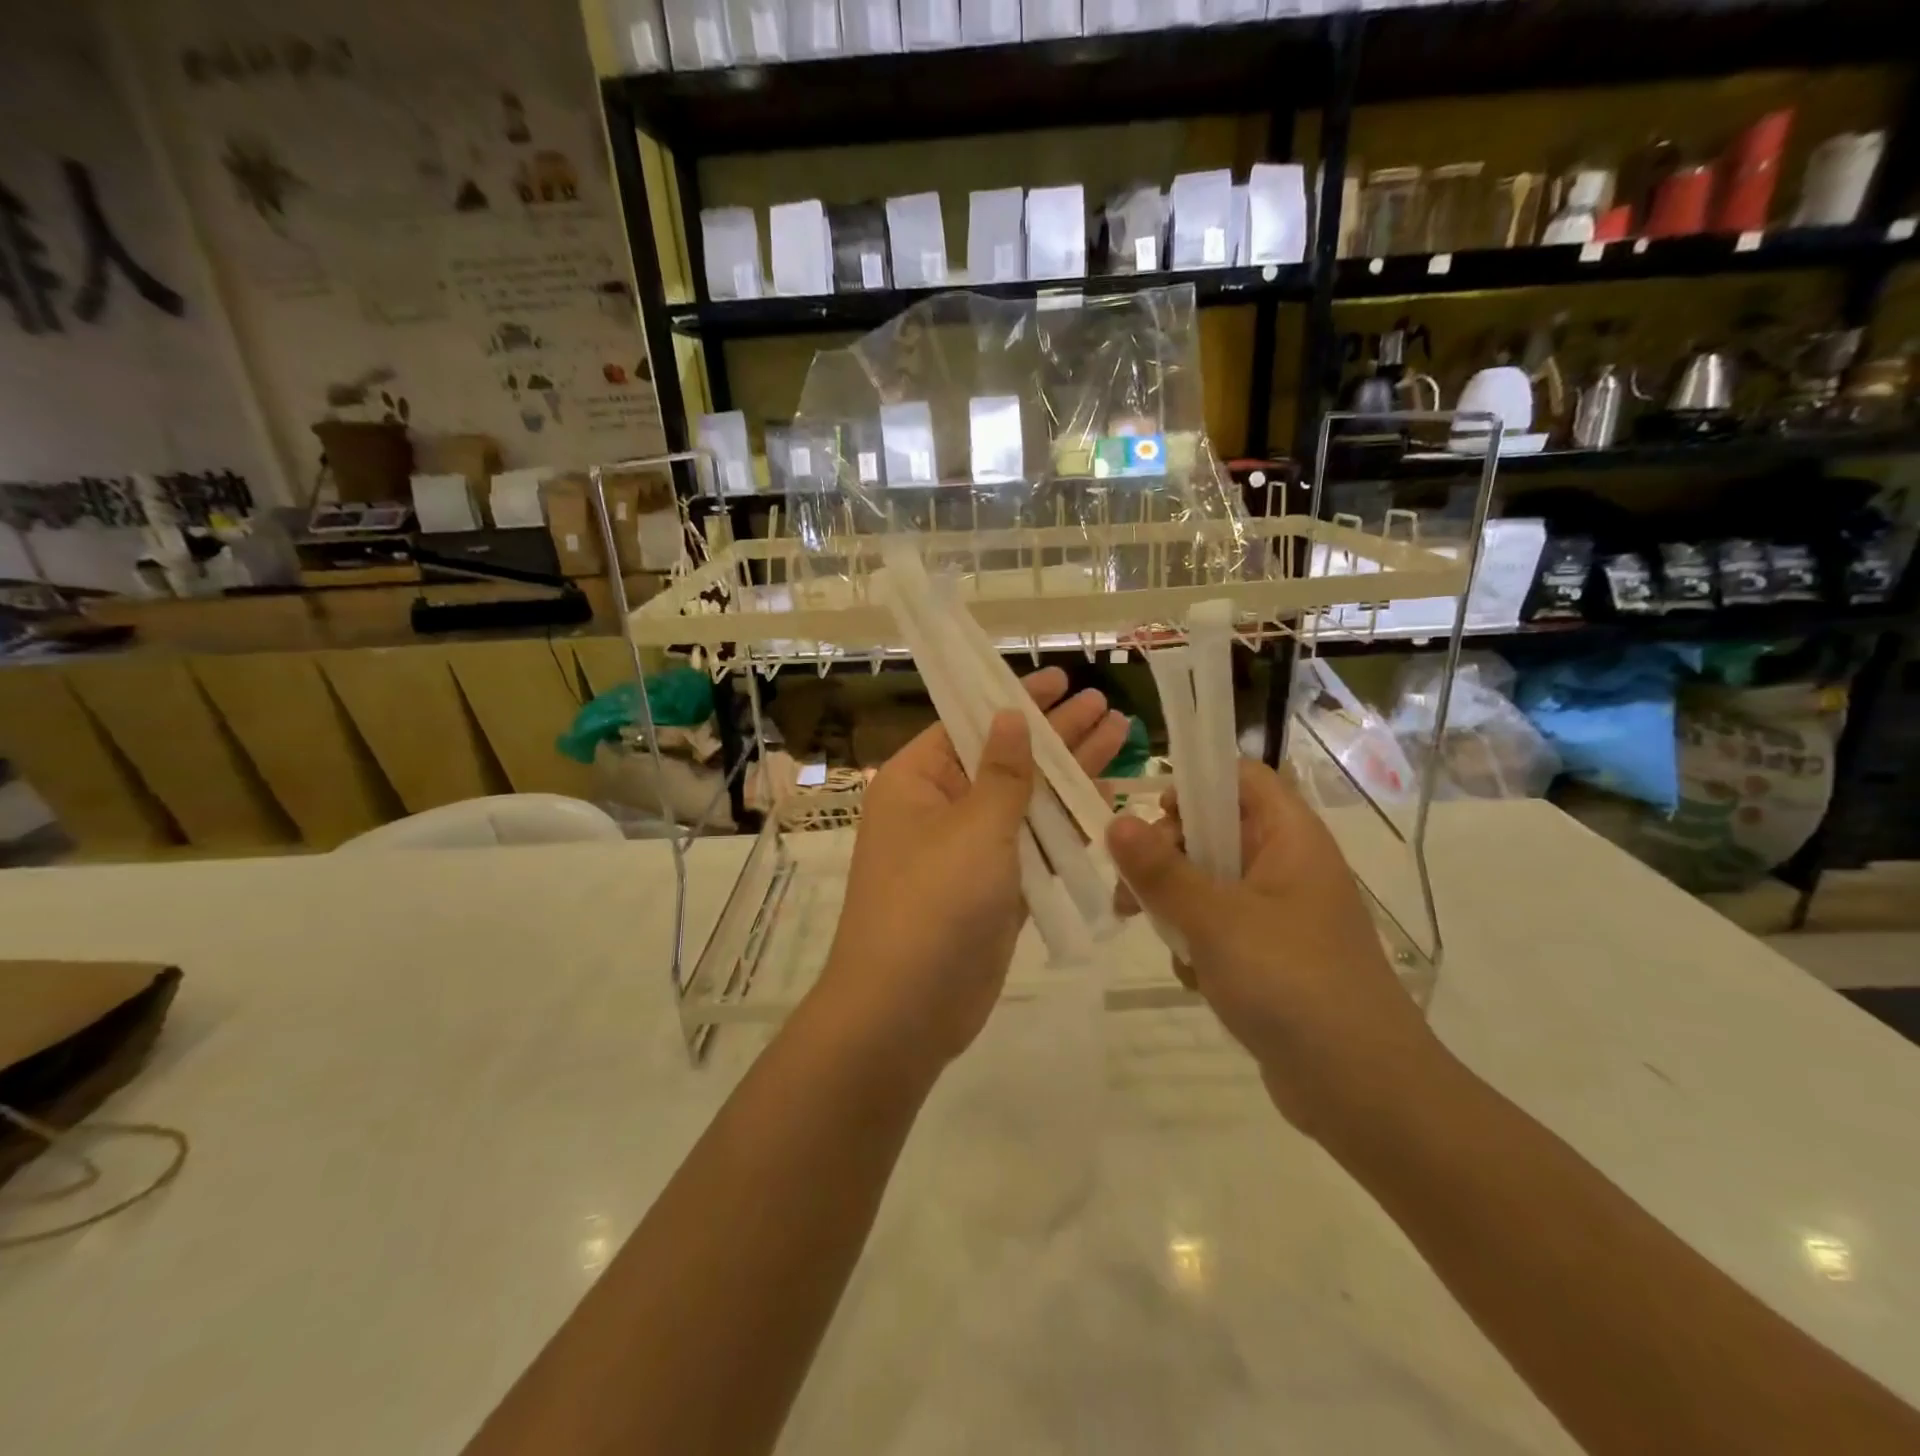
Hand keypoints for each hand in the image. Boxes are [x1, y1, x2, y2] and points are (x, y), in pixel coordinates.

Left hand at [815, 668, 1129, 1076]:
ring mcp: (968, 853)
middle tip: (1104, 705)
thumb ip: (1003, 772)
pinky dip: (1066, 827)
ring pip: (1025, 804)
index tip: (1059, 679)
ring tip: (1118, 736)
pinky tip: (1105, 799)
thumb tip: (1009, 715)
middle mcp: (940, 810)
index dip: (1014, 699)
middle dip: (1055, 734)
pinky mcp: (994, 891)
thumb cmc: (933, 902)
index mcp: (917, 782)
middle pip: (1005, 760)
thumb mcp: (974, 826)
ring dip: (1069, 776)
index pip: (968, 724)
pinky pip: (1033, 847)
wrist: (906, 1011)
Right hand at [1106, 760, 1444, 1134]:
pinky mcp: (1271, 957)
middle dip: (1167, 857)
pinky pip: (1220, 928)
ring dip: (1176, 906)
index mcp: (1290, 837)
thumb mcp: (1215, 919)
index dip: (1195, 783)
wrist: (1364, 1092)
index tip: (1152, 816)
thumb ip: (1160, 870)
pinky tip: (1195, 978)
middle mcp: (1288, 866)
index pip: (1241, 777)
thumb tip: (1115, 821)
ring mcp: (1281, 914)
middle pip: (1215, 831)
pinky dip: (1198, 945)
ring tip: (1160, 938)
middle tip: (1130, 889)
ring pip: (1209, 883)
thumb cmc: (1292, 983)